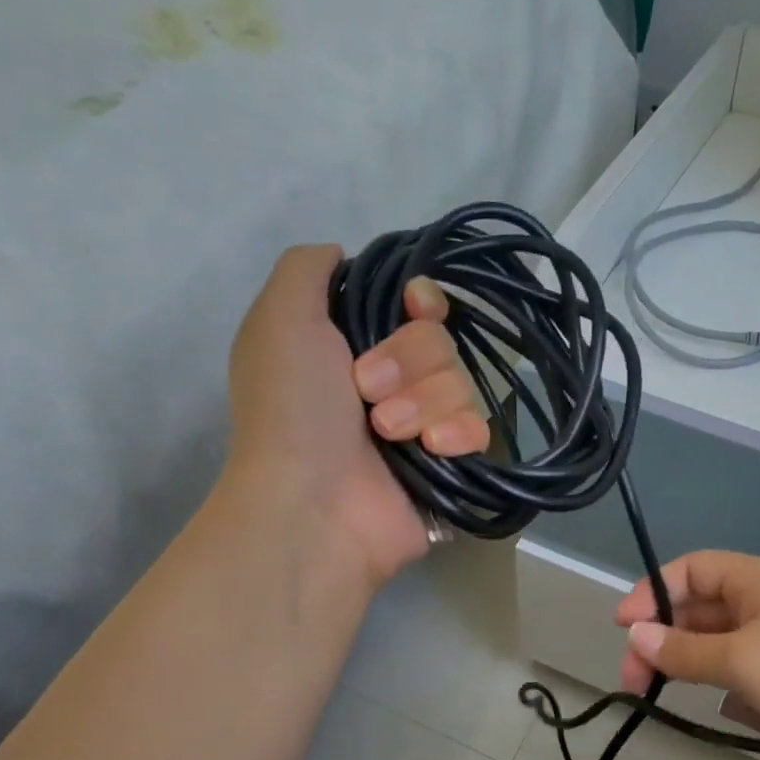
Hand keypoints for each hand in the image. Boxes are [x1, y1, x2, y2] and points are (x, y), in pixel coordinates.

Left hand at [226, 246, 489, 584]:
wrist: (314, 505)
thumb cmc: (293, 411)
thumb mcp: (280, 320)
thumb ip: (306, 270)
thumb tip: (343, 255)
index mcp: (352, 346)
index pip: (415, 306)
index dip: (421, 303)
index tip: (414, 309)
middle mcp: (391, 382)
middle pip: (440, 341)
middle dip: (408, 362)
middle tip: (368, 394)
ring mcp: (422, 426)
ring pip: (461, 382)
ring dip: (423, 404)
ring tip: (388, 435)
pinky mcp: (448, 465)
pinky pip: (479, 429)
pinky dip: (455, 435)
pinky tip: (430, 453)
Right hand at [613, 551, 759, 759]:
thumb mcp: (739, 660)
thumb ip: (682, 650)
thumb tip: (635, 635)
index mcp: (757, 579)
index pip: (690, 569)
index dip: (651, 593)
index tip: (622, 629)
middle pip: (702, 611)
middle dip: (667, 644)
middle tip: (637, 685)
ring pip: (726, 648)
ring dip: (704, 672)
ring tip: (699, 701)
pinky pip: (754, 676)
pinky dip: (743, 693)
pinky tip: (755, 716)